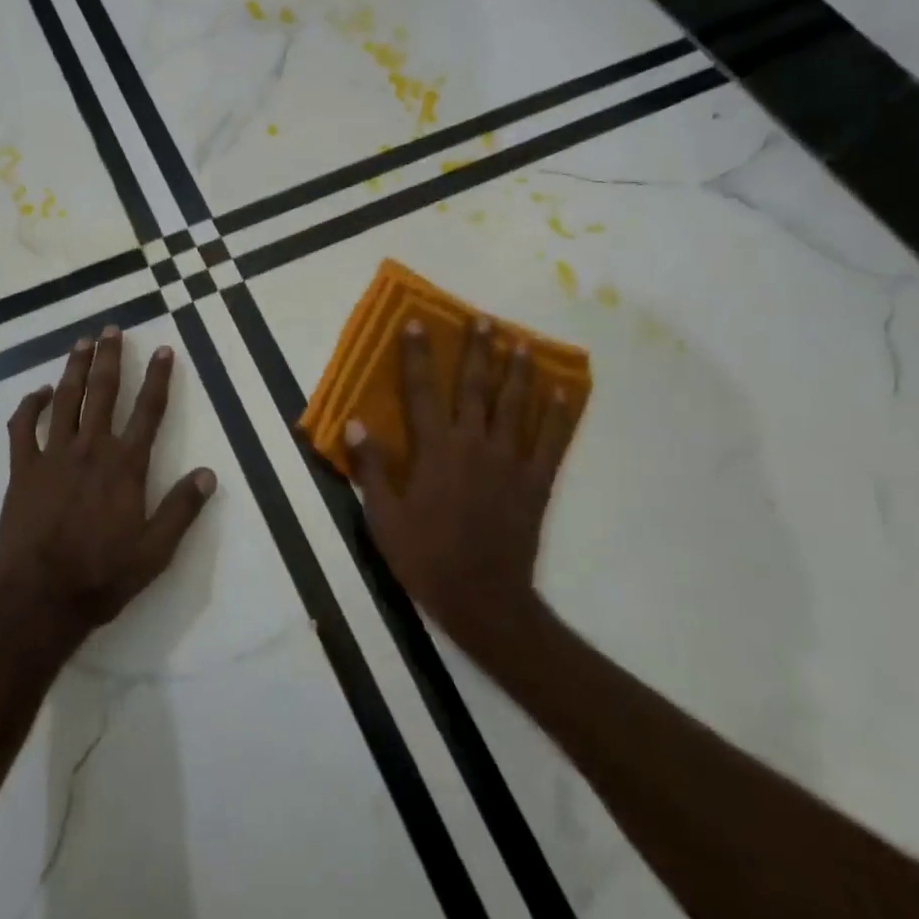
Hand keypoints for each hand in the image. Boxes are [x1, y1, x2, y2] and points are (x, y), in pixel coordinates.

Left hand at [0, 327, 216, 655]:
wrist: (36, 602)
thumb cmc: (100, 577)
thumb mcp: (155, 552)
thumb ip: (182, 509)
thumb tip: (208, 474)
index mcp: (125, 465)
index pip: (148, 410)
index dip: (159, 378)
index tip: (164, 349)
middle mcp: (90, 449)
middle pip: (102, 392)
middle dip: (110, 357)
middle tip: (112, 328)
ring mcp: (52, 456)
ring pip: (65, 400)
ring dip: (74, 368)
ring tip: (82, 341)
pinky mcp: (21, 471)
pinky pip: (23, 428)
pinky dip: (30, 406)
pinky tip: (39, 392)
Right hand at [345, 319, 577, 659]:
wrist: (483, 599)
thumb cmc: (426, 558)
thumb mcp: (383, 518)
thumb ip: (370, 467)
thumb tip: (355, 420)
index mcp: (435, 451)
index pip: (422, 391)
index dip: (418, 355)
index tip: (418, 322)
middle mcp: (473, 444)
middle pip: (475, 387)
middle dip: (477, 350)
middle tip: (484, 319)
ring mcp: (509, 461)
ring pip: (514, 405)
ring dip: (517, 370)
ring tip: (521, 341)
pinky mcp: (535, 481)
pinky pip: (551, 440)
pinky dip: (558, 413)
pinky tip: (563, 389)